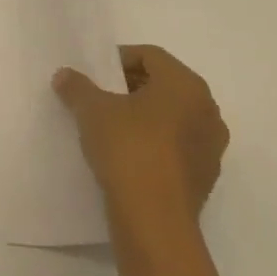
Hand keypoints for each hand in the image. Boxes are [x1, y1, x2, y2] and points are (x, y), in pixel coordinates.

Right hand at [53, 45, 227, 243]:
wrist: (154, 220)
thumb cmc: (128, 149)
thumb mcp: (92, 110)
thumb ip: (77, 87)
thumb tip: (64, 75)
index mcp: (186, 85)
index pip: (150, 55)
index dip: (118, 59)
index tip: (94, 74)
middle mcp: (207, 110)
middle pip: (164, 84)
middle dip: (130, 86)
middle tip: (99, 96)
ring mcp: (211, 146)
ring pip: (172, 116)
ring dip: (144, 115)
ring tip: (110, 126)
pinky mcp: (206, 176)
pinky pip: (177, 145)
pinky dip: (154, 142)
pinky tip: (127, 155)